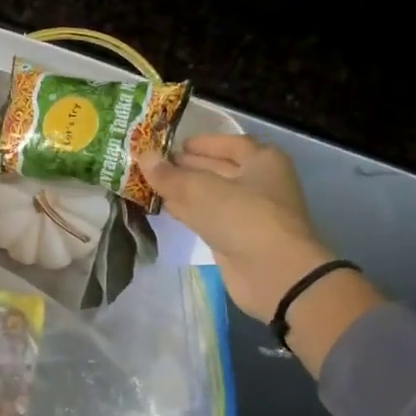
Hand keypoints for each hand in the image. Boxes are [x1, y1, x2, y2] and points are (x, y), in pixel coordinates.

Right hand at [141, 135, 328, 321]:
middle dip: (187, 166)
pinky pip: (208, 217)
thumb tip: (143, 156)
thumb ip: (169, 174)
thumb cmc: (243, 217)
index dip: (200, 142)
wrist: (273, 273)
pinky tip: (165, 207)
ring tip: (151, 184)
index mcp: (262, 160)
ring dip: (183, 190)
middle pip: (219, 168)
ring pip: (211, 195)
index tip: (171, 145)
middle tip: (153, 164)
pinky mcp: (236, 238)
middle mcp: (259, 182)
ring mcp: (248, 212)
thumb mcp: (201, 189)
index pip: (228, 143)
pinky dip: (188, 211)